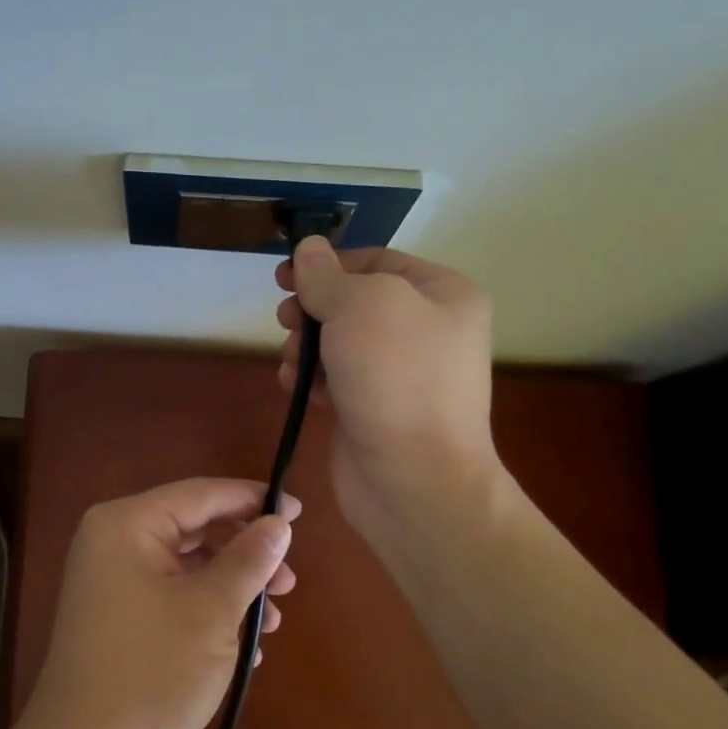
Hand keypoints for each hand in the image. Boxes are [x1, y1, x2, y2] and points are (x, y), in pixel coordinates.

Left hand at [22, 478, 299, 728]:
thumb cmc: (151, 669)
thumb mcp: (211, 611)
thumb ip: (248, 560)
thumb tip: (277, 522)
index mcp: (127, 524)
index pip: (201, 494)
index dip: (253, 500)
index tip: (299, 513)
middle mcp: (113, 541)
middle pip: (194, 529)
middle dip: (245, 555)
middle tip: (288, 583)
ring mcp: (111, 579)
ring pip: (186, 566)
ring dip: (232, 588)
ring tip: (271, 623)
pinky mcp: (116, 614)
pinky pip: (170, 593)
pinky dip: (206, 610)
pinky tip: (243, 645)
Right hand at [275, 236, 510, 560]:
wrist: (414, 479)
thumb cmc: (395, 378)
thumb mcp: (360, 306)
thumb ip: (327, 276)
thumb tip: (308, 249)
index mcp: (443, 295)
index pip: (377, 262)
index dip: (328, 264)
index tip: (284, 275)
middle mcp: (428, 331)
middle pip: (355, 303)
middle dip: (314, 309)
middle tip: (285, 320)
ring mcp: (403, 375)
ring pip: (341, 343)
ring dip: (307, 346)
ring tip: (291, 362)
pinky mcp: (377, 410)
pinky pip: (339, 380)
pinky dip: (314, 380)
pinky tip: (296, 388)